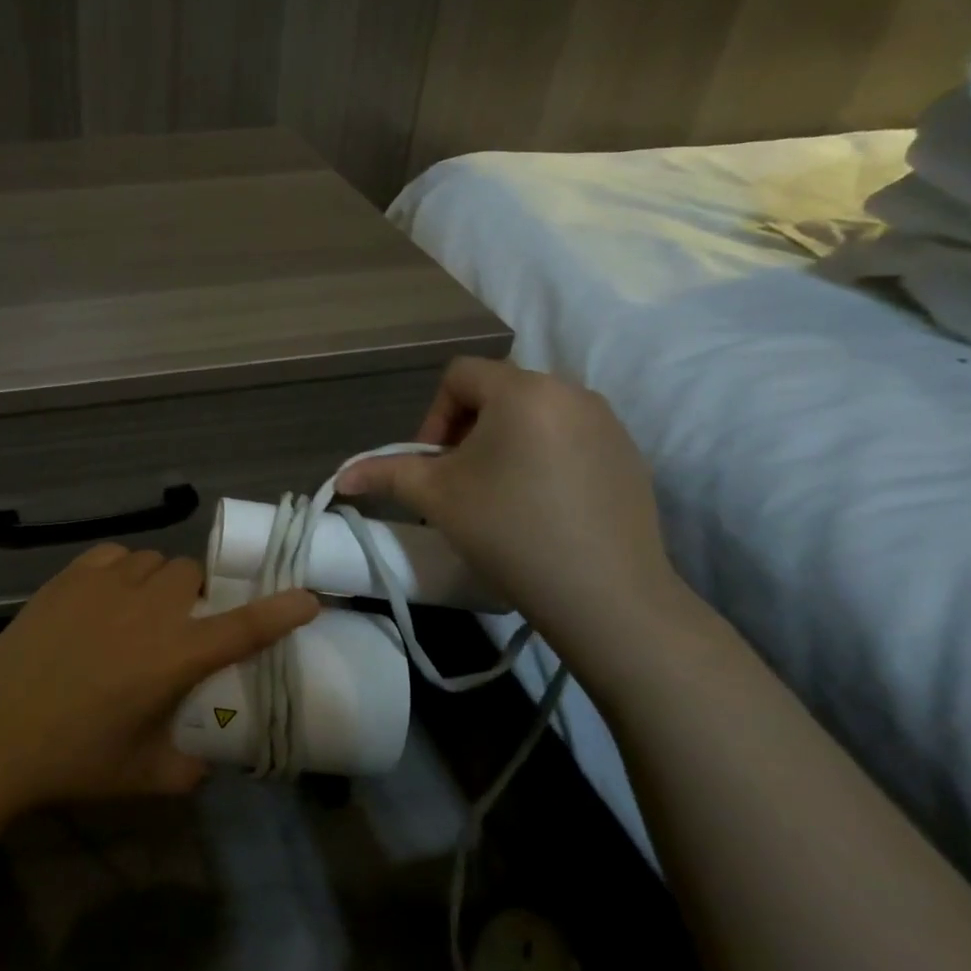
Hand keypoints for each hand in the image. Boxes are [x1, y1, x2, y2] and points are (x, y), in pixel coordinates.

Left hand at [0, 545, 318, 817]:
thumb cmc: (72, 759)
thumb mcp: (142, 776)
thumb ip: (189, 770)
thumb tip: (209, 762)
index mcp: (173, 656)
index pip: (243, 626)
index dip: (281, 610)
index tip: (308, 595)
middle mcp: (147, 610)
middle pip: (193, 575)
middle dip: (199, 596)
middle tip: (183, 627)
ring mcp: (104, 587)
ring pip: (153, 560)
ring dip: (161, 581)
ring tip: (142, 611)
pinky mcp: (68, 578)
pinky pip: (114, 554)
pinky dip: (123, 568)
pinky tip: (109, 595)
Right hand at [335, 358, 681, 636]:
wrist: (604, 595)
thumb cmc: (508, 531)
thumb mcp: (435, 497)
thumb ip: (386, 473)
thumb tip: (341, 476)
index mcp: (523, 390)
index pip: (459, 375)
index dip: (433, 416)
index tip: (432, 464)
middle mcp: (571, 392)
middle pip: (498, 392)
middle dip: (467, 431)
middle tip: (458, 482)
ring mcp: (607, 423)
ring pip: (535, 415)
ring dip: (504, 443)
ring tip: (497, 494)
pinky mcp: (629, 455)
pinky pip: (570, 438)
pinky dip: (543, 458)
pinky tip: (540, 506)